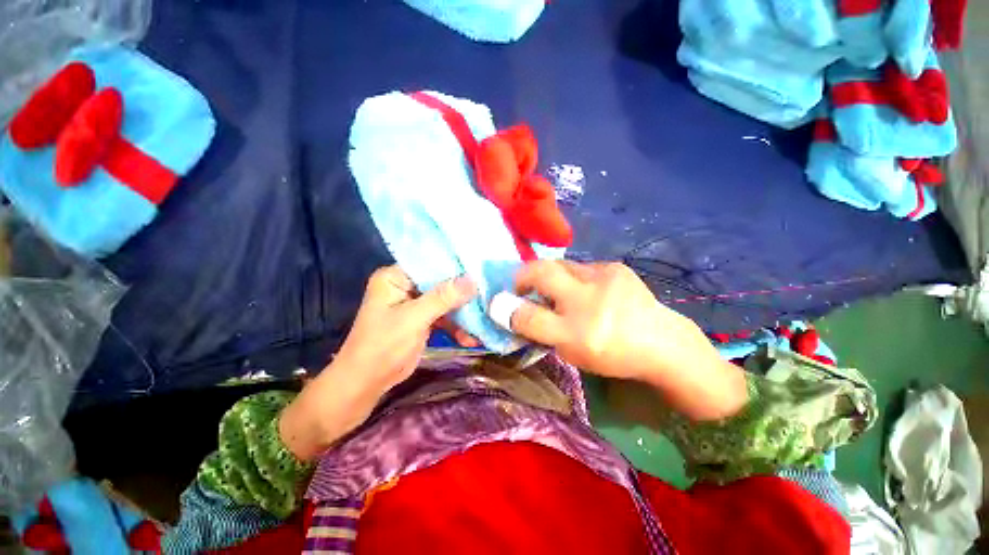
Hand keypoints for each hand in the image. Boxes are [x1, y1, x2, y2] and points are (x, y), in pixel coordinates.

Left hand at [280, 265, 477, 459]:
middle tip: (488, 295)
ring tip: (484, 321)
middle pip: (441, 283)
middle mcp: (405, 286)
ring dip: (463, 314)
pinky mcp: (422, 320)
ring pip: (446, 301)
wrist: (366, 383)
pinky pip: (444, 317)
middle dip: (463, 293)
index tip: (480, 269)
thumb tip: (472, 279)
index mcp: (395, 277)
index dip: (454, 266)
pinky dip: (456, 327)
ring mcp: (415, 303)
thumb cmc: (383, 345)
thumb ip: (443, 297)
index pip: (430, 264)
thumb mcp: (414, 318)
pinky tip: (471, 339)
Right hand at [508, 260, 746, 419]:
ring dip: (550, 277)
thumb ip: (539, 332)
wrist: (661, 342)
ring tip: (556, 290)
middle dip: (522, 276)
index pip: (530, 317)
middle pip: (542, 273)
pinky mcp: (615, 267)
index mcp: (578, 334)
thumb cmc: (611, 354)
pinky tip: (584, 289)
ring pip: (560, 266)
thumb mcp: (571, 352)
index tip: (498, 305)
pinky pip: (581, 267)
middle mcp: (589, 301)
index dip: (508, 310)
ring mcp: (604, 278)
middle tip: (520, 286)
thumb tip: (511, 311)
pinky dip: (573, 277)